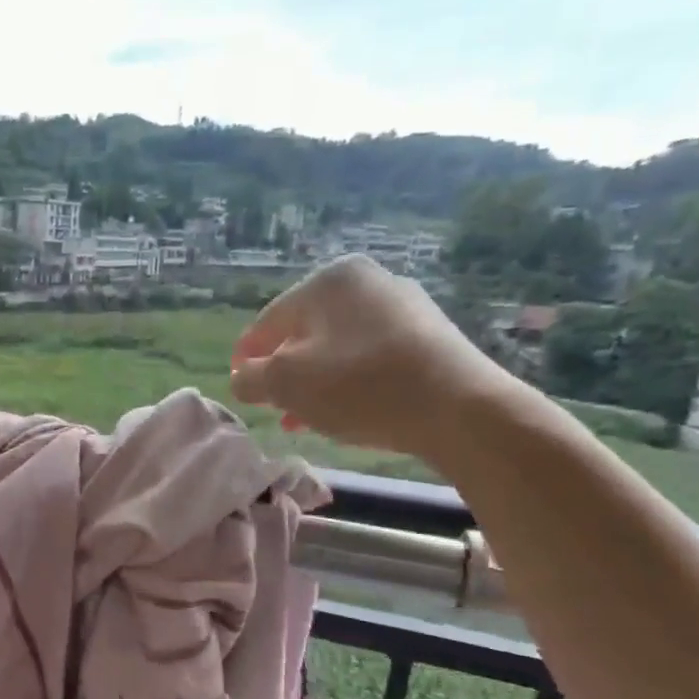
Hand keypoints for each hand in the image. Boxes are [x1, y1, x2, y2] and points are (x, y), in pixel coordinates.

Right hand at [228, 255, 525, 462]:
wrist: (460, 409)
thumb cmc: (359, 386)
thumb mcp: (284, 384)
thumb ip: (250, 378)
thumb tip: (243, 376)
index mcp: (329, 280)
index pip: (268, 321)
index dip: (246, 356)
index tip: (238, 386)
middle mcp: (368, 281)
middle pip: (305, 332)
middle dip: (283, 372)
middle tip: (271, 406)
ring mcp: (404, 307)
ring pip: (338, 347)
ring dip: (314, 382)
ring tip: (303, 418)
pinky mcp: (429, 336)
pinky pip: (370, 356)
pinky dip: (349, 381)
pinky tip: (346, 411)